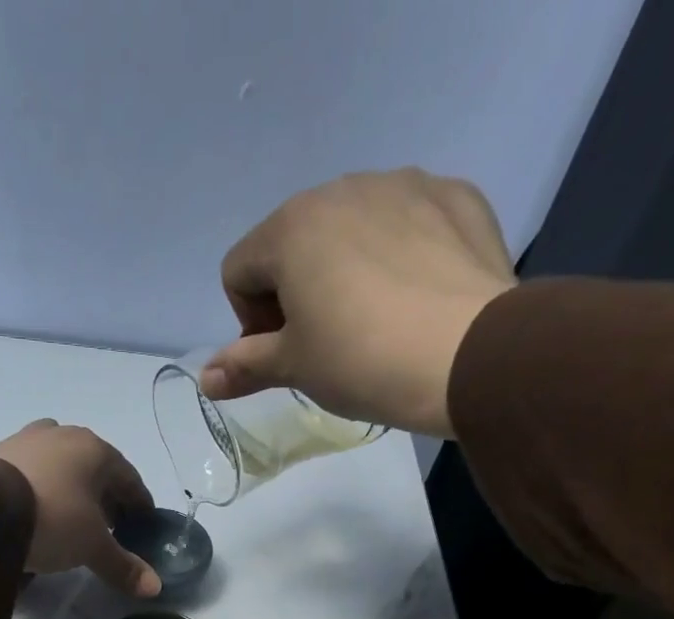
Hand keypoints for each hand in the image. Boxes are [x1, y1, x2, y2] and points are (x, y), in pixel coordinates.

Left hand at [0, 420, 160, 596]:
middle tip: (110, 527)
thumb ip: (123, 565)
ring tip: (72, 519)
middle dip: (105, 497)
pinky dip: (42, 489)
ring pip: (61, 466)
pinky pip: (31, 472)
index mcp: (96, 450)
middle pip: (95, 469)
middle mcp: (63, 435)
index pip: (129, 478)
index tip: (143, 525)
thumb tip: (155, 588)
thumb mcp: (93, 547)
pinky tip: (39, 512)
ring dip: (72, 490)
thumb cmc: (54, 519)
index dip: (139, 504)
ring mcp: (27, 440)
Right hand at [201, 168, 516, 438]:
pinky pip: (408, 222)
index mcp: (291, 228)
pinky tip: (417, 298)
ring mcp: (404, 184)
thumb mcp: (294, 368)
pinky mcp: (454, 195)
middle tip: (326, 343)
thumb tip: (205, 378)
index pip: (239, 270)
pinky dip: (400, 255)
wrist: (468, 355)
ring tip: (376, 322)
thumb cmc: (361, 361)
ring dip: (347, 270)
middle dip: (296, 291)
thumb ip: (245, 366)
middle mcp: (341, 189)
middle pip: (294, 242)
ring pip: (351, 228)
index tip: (284, 353)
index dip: (250, 321)